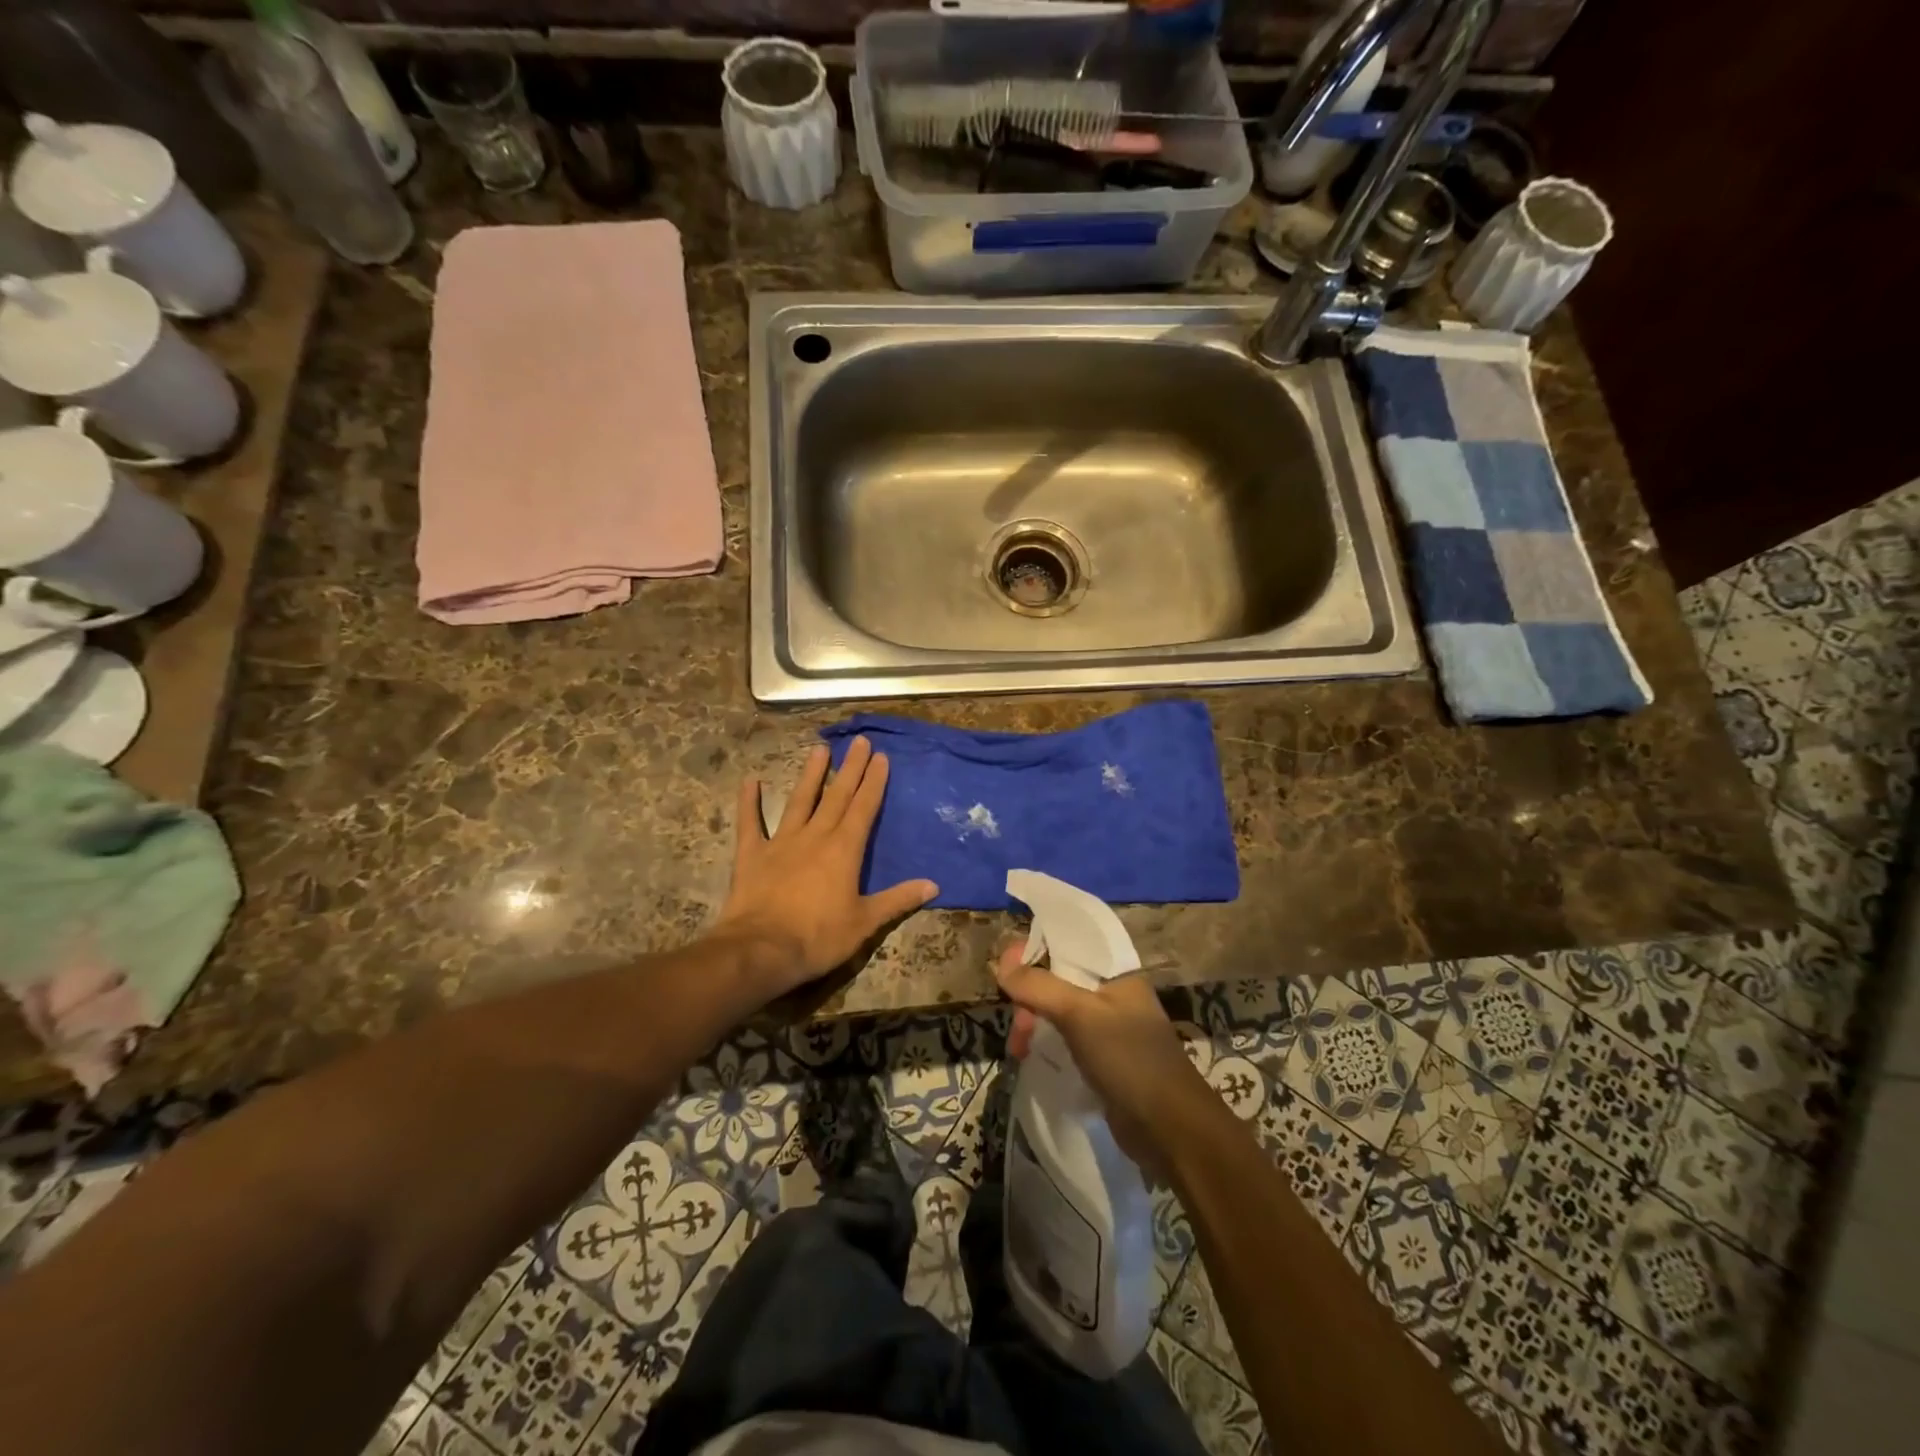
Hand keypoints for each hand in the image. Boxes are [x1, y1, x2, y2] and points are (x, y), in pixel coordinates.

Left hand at [715, 737, 937, 1003]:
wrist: (761, 951)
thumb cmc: (818, 938)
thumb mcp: (865, 923)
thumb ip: (898, 900)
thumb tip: (933, 885)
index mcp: (845, 850)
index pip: (864, 808)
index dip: (874, 782)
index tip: (881, 757)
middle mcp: (815, 836)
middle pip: (837, 796)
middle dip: (850, 768)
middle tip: (859, 741)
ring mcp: (781, 842)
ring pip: (799, 800)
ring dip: (810, 774)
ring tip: (819, 748)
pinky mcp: (752, 854)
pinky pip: (750, 823)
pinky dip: (749, 802)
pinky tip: (751, 781)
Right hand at [994, 944, 1216, 1178]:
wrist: (1170, 1129)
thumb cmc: (1129, 1058)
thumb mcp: (1080, 1014)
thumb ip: (1039, 987)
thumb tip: (1002, 966)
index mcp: (1115, 971)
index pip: (1069, 941)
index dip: (1036, 946)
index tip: (1006, 965)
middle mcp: (1112, 993)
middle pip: (1058, 977)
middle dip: (1030, 994)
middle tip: (1017, 1024)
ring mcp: (1108, 1027)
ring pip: (1058, 1009)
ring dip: (1033, 1021)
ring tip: (1019, 1049)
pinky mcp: (1103, 1058)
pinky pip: (1065, 1037)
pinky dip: (1045, 1041)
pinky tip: (1031, 1057)